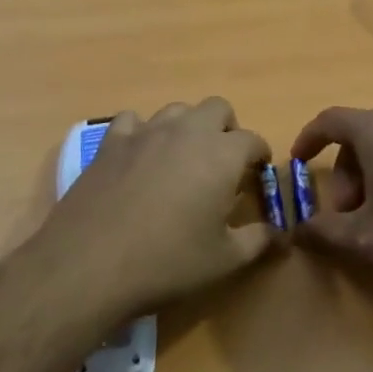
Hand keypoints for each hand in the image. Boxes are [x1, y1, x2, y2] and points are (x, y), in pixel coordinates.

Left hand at [40, 98, 276, 318]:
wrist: (91, 263)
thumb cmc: (167, 262)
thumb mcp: (224, 260)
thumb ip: (258, 241)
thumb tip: (281, 235)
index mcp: (221, 154)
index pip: (253, 140)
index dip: (259, 157)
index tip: (257, 176)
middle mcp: (187, 131)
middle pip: (218, 108)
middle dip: (227, 129)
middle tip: (223, 163)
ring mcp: (146, 131)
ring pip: (178, 110)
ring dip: (188, 127)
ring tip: (183, 159)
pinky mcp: (112, 141)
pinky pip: (133, 120)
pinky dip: (143, 132)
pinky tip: (139, 156)